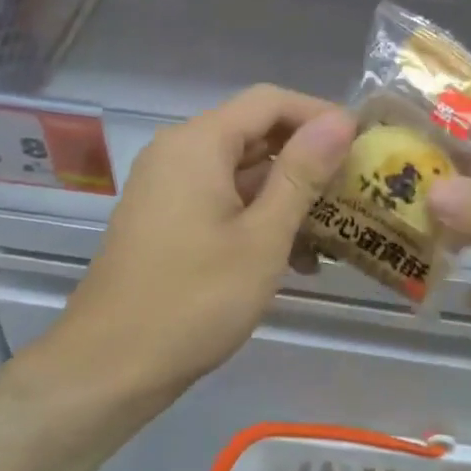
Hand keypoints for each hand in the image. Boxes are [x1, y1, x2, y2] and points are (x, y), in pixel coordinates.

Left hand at [55, 85, 354, 388]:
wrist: (108, 368)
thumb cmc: (193, 300)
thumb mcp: (262, 237)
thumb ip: (302, 173)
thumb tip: (341, 120)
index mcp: (199, 143)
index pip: (270, 101)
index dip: (319, 115)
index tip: (363, 143)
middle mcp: (179, 151)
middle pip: (255, 132)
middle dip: (308, 157)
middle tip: (356, 187)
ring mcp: (168, 186)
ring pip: (241, 169)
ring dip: (287, 193)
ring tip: (336, 229)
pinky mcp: (166, 218)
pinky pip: (222, 197)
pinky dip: (258, 214)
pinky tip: (296, 257)